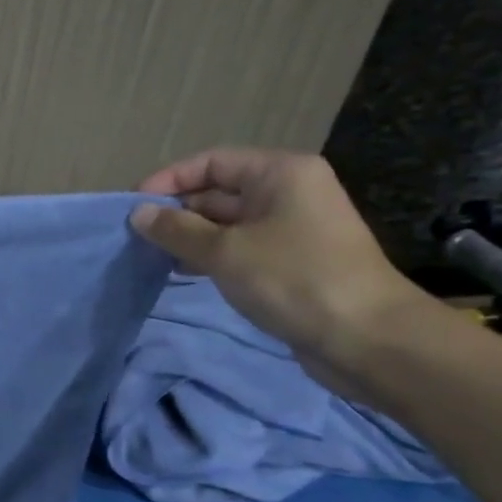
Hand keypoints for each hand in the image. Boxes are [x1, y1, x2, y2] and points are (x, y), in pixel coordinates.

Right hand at [130, 148, 434, 391]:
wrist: (368, 339)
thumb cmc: (293, 279)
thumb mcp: (224, 251)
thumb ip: (176, 229)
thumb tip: (138, 214)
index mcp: (280, 173)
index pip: (210, 162)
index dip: (168, 180)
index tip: (133, 207)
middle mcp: (288, 192)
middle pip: (218, 191)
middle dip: (177, 212)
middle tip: (137, 237)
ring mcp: (292, 228)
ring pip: (227, 223)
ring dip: (189, 237)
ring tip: (153, 256)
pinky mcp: (292, 261)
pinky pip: (241, 247)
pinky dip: (211, 255)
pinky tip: (183, 271)